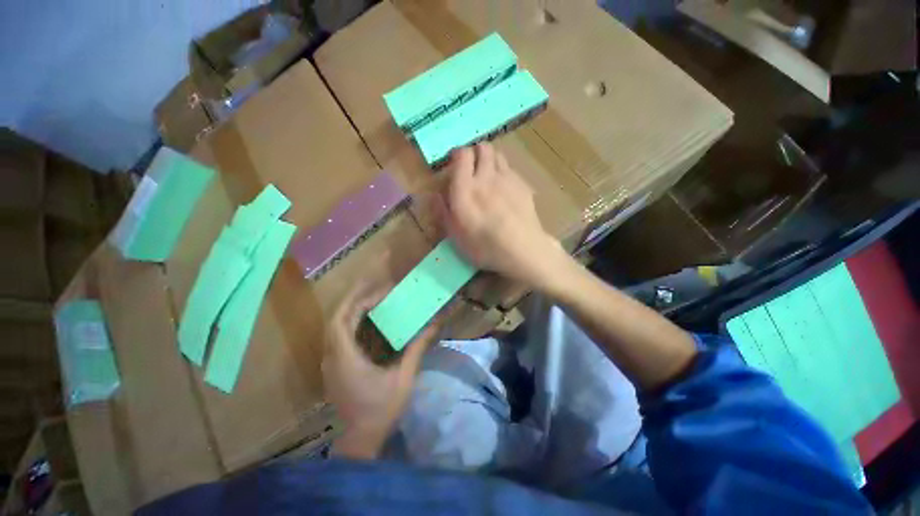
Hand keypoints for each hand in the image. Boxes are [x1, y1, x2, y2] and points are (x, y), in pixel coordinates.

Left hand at [323, 281, 437, 459]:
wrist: (361, 441)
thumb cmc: (382, 409)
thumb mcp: (404, 377)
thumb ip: (417, 348)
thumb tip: (435, 325)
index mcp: (345, 358)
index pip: (341, 320)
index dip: (358, 301)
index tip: (381, 293)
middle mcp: (332, 357)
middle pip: (336, 319)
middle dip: (355, 300)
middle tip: (378, 290)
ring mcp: (330, 363)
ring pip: (335, 327)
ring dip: (353, 310)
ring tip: (374, 300)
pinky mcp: (334, 367)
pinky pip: (339, 336)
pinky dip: (352, 323)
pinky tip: (368, 321)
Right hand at [437, 143, 564, 286]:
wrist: (523, 250)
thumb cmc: (485, 247)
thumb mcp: (456, 236)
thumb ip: (443, 212)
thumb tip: (433, 195)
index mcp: (465, 189)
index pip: (462, 154)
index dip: (457, 154)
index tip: (454, 163)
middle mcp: (486, 177)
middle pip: (482, 147)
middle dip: (475, 152)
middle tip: (471, 167)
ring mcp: (507, 179)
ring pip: (498, 154)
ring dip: (490, 159)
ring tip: (488, 175)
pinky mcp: (523, 184)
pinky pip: (510, 169)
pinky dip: (503, 172)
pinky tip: (504, 189)